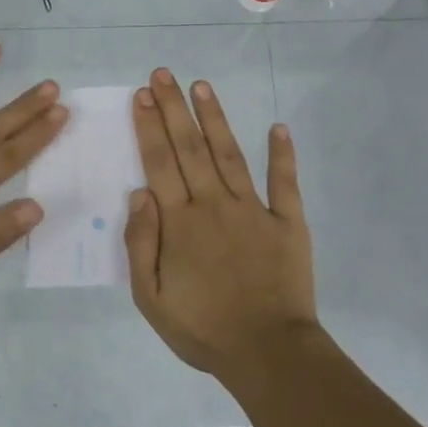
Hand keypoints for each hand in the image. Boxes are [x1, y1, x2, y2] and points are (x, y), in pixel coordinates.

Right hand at [123, 69, 319, 377]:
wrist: (267, 352)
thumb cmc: (202, 329)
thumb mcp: (150, 298)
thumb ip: (141, 244)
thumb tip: (139, 193)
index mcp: (180, 223)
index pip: (159, 164)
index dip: (149, 128)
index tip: (141, 95)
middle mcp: (214, 205)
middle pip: (190, 148)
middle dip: (173, 109)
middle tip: (163, 74)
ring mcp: (254, 211)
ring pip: (230, 155)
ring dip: (215, 118)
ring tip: (202, 86)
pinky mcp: (288, 223)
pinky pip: (285, 183)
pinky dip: (282, 154)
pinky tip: (278, 128)